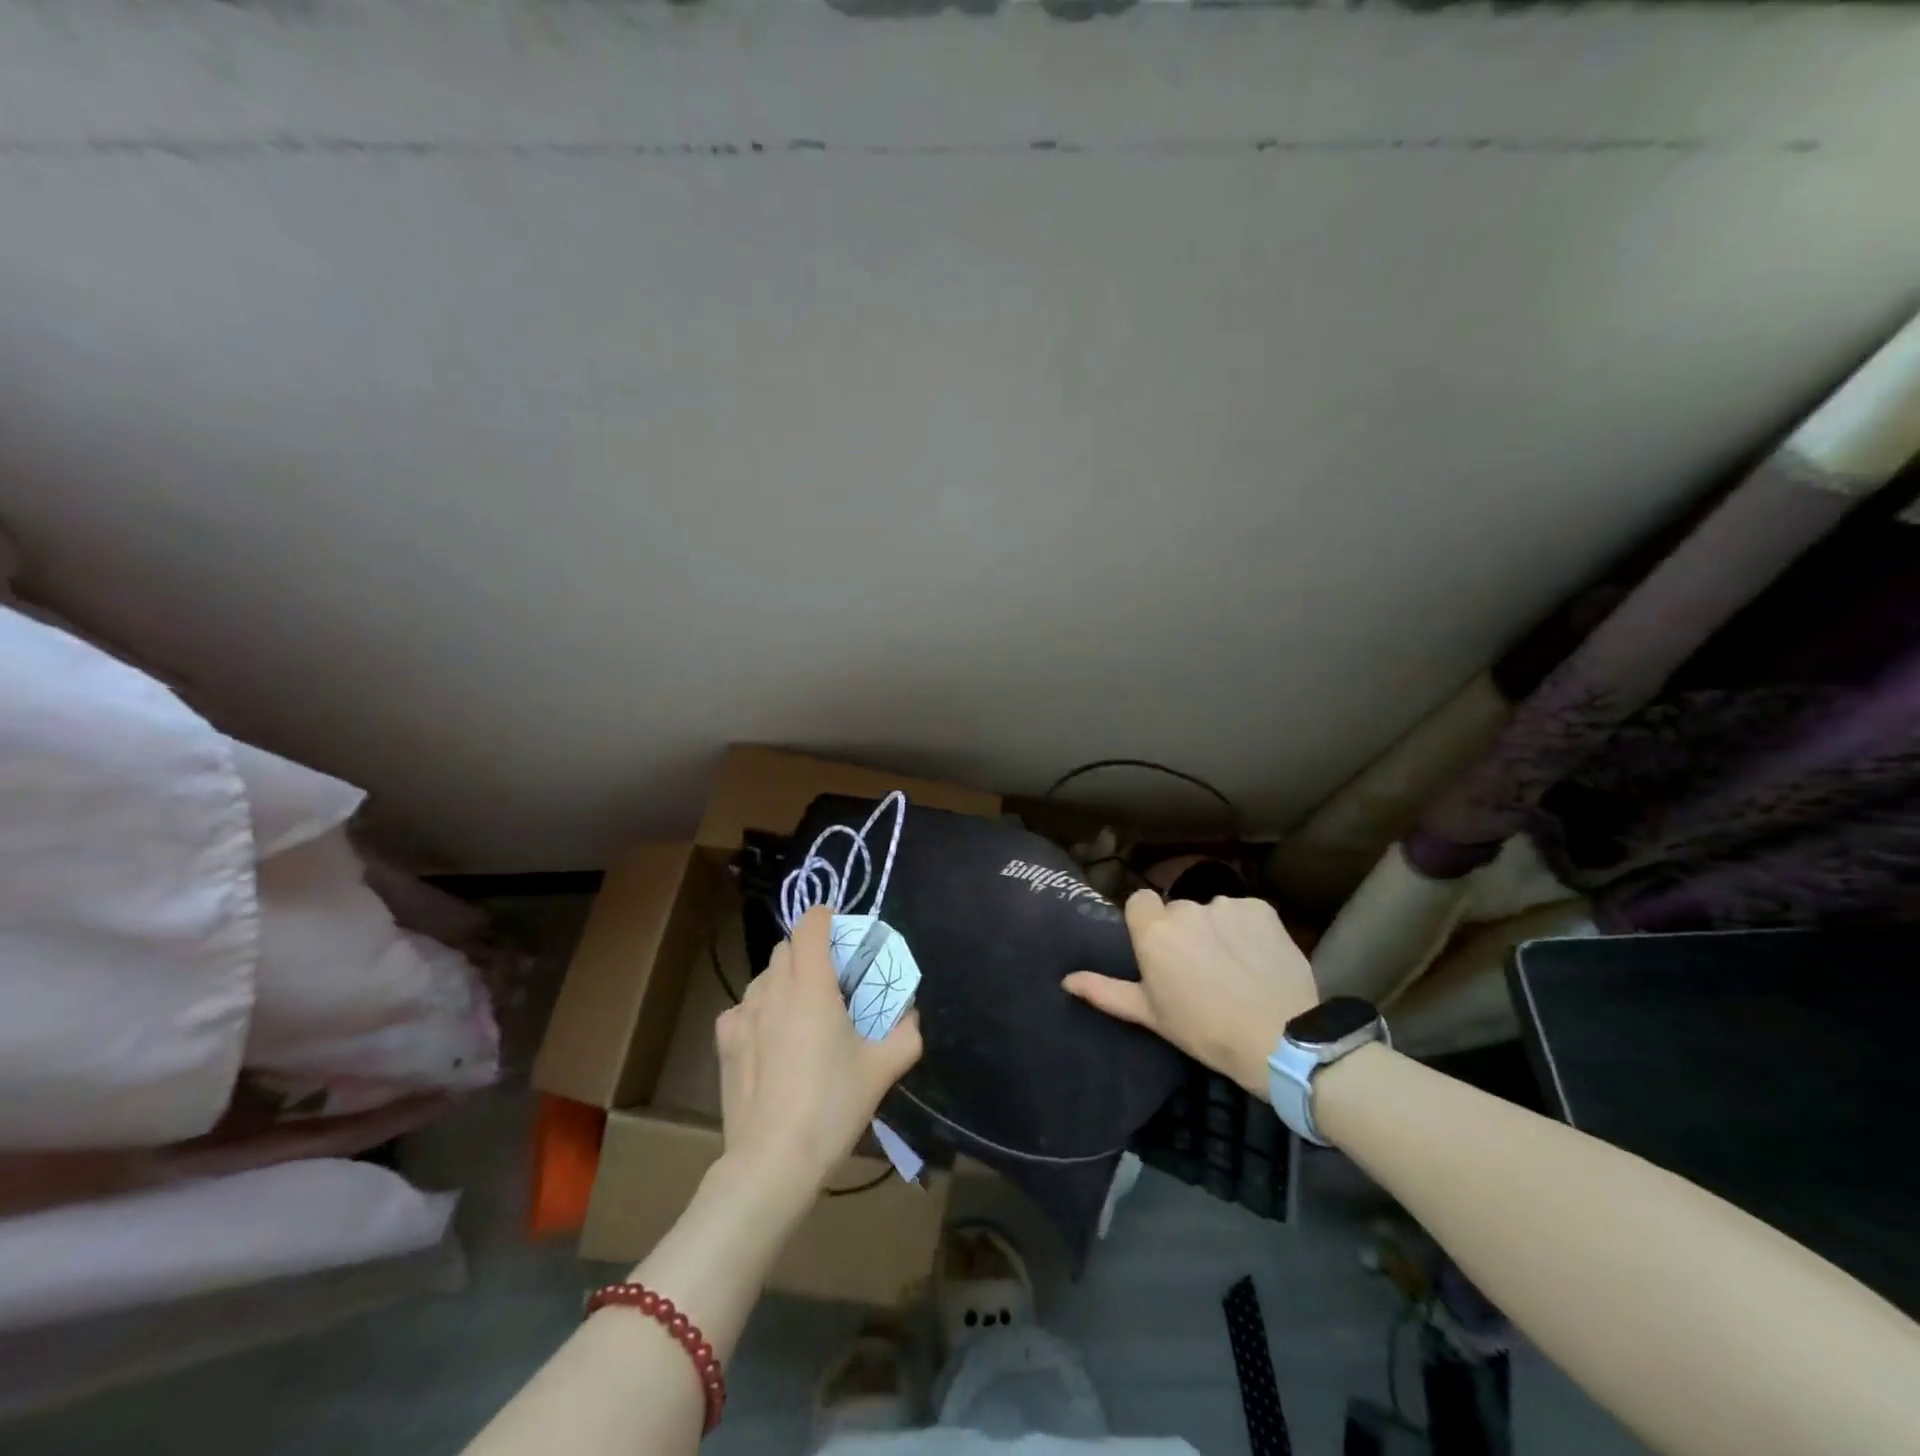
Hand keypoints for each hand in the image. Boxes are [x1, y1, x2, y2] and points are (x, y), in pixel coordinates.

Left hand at [713, 906, 922, 1201]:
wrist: (772, 1161)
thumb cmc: (832, 1106)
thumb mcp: (883, 1068)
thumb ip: (906, 1031)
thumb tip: (909, 1013)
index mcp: (811, 984)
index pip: (811, 924)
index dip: (828, 918)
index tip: (844, 934)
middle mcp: (772, 988)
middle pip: (787, 947)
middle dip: (810, 951)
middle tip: (833, 981)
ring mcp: (742, 1013)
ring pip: (765, 976)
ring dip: (786, 980)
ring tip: (803, 1014)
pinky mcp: (724, 1040)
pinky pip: (745, 1007)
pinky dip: (762, 1010)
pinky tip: (773, 1041)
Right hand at [1064, 890, 1318, 1096]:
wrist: (1278, 1039)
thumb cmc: (1204, 1030)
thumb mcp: (1150, 1015)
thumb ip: (1105, 990)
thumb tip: (1066, 979)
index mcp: (1154, 931)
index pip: (1139, 902)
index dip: (1148, 923)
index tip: (1160, 951)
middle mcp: (1186, 908)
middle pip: (1178, 910)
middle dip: (1185, 931)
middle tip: (1200, 969)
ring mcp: (1226, 905)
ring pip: (1212, 911)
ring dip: (1217, 930)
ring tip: (1234, 967)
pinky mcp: (1261, 909)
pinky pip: (1245, 913)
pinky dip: (1248, 931)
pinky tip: (1258, 959)